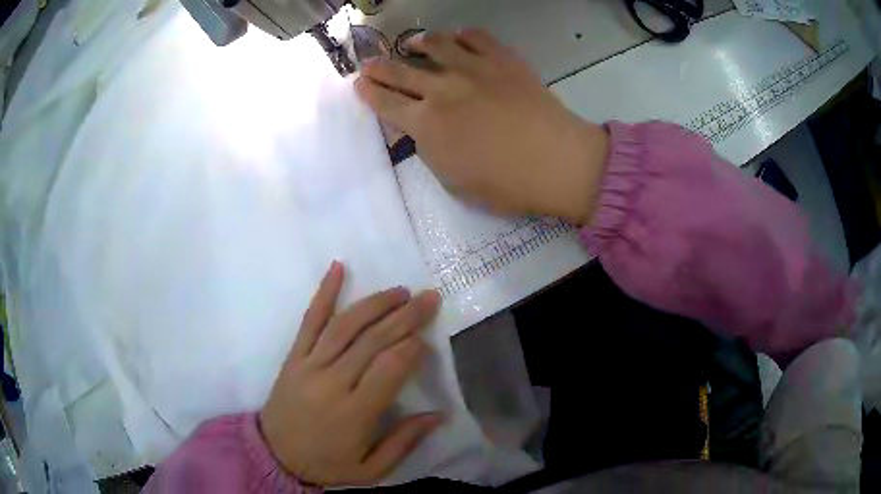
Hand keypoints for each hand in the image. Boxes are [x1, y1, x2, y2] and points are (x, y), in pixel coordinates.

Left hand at [260, 262, 442, 486]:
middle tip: (429, 298)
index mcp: (354, 413)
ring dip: (375, 304)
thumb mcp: (371, 469)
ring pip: (345, 325)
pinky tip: (337, 268)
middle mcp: (331, 382)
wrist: (275, 456)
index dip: (412, 348)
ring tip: (400, 291)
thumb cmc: (327, 464)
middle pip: (373, 341)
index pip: (390, 369)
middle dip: (405, 317)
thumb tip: (439, 415)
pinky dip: (324, 293)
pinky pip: (309, 320)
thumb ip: (404, 442)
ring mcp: (308, 365)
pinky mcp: (293, 356)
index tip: (427, 339)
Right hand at [355, 29, 609, 224]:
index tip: (359, 84)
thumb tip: (422, 132)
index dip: (369, 94)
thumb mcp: (455, 183)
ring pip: (436, 45)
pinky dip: (461, 34)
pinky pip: (476, 37)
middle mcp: (442, 90)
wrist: (557, 162)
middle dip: (379, 67)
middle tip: (368, 63)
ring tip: (411, 43)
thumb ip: (432, 153)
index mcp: (427, 125)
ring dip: (417, 43)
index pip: (387, 105)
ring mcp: (474, 69)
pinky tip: (456, 36)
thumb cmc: (506, 185)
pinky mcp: (503, 60)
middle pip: (401, 72)